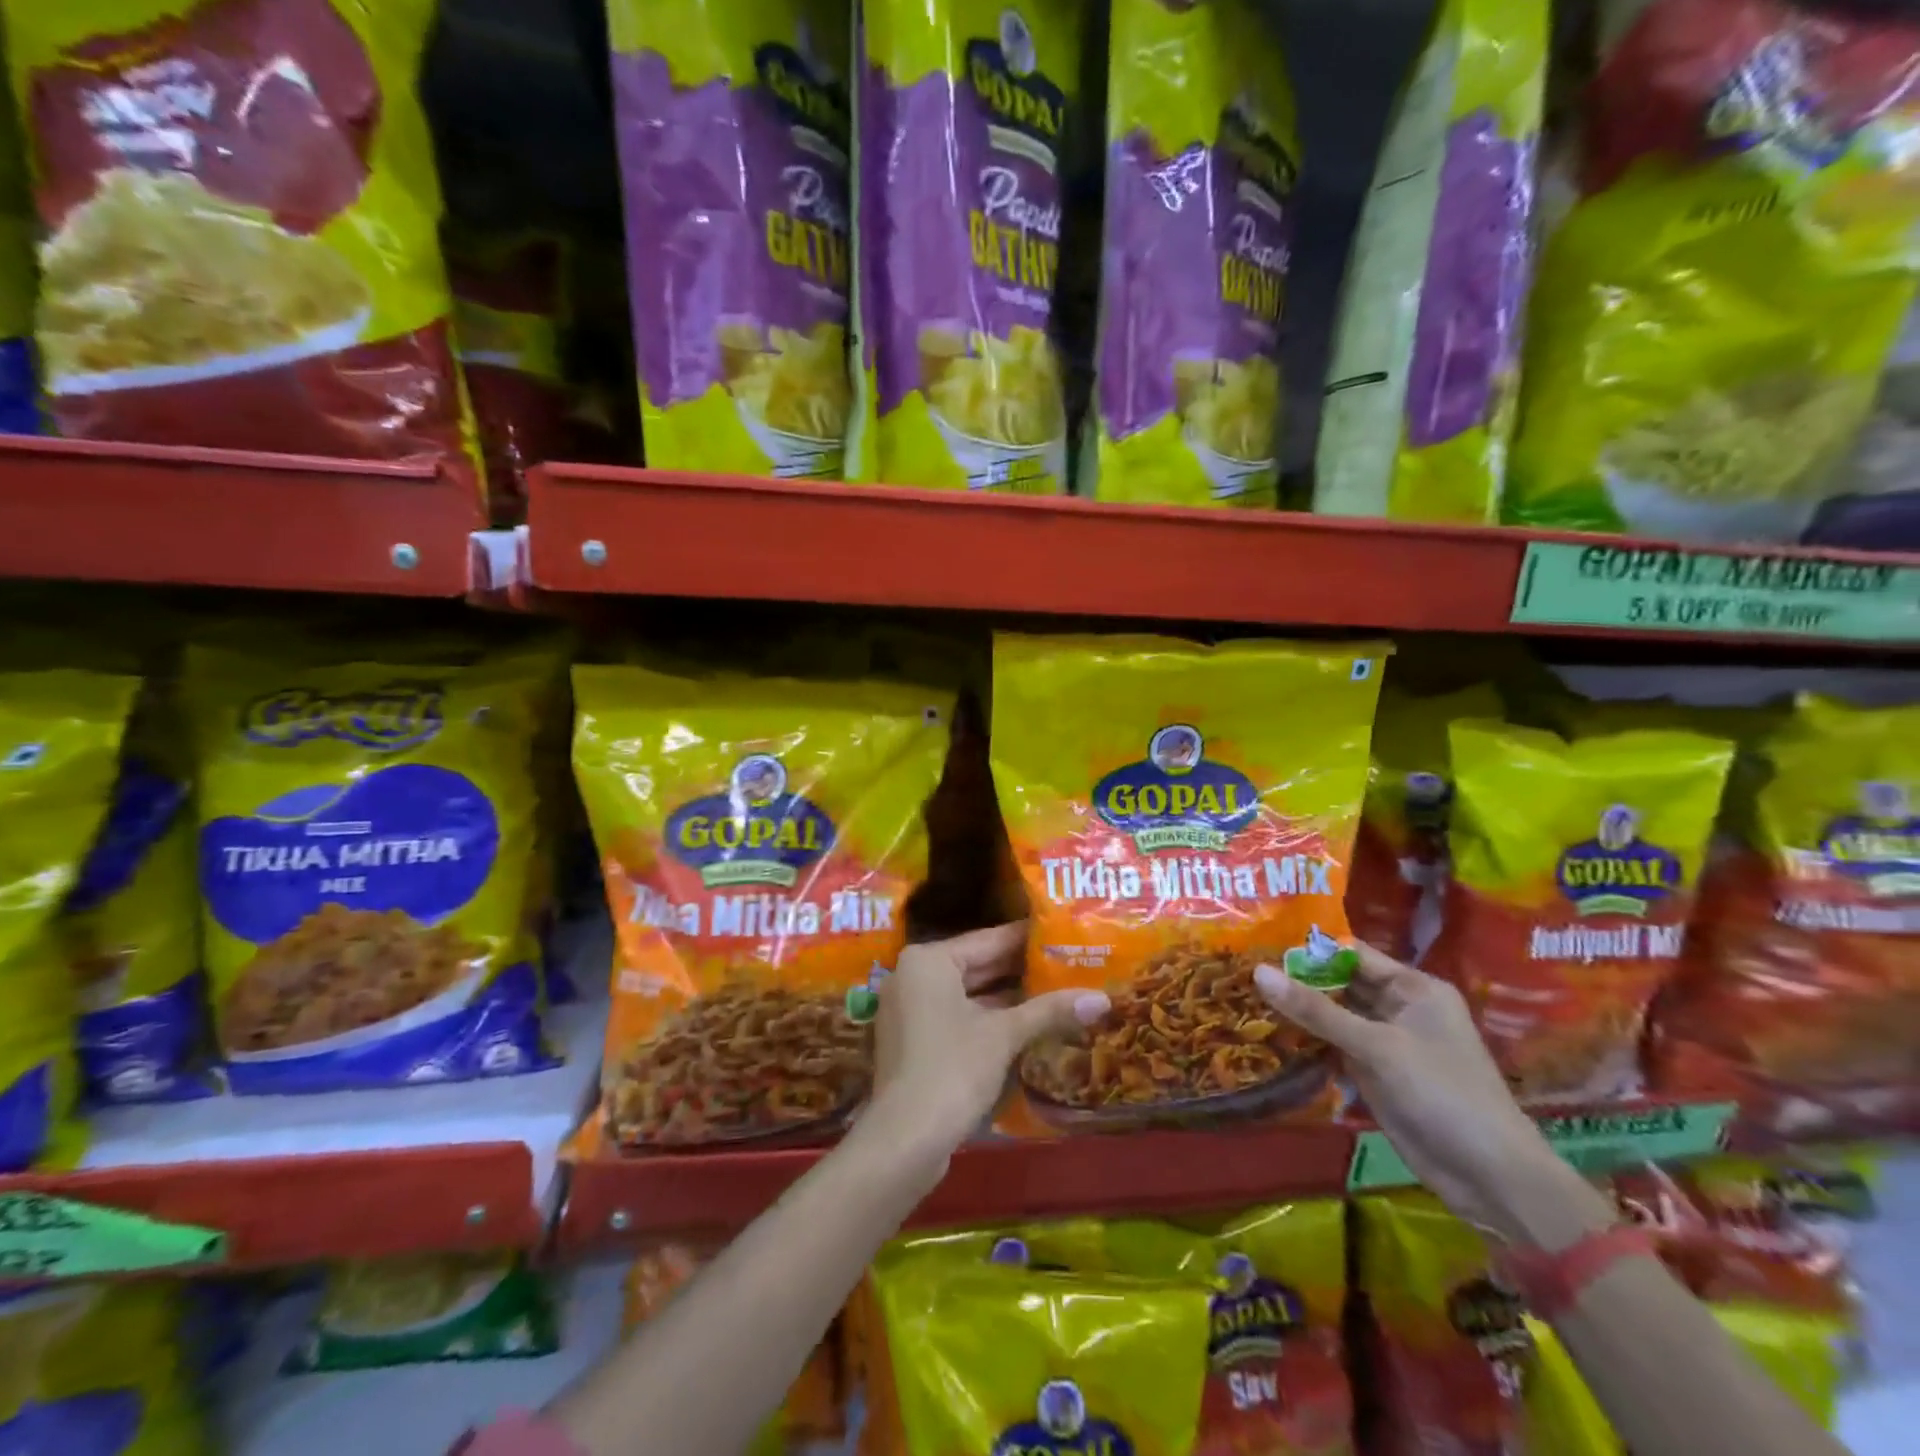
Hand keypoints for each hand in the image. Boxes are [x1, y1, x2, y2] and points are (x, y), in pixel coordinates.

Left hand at [867, 922, 1108, 1169]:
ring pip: (969, 993)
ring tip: (1059, 990)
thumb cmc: (952, 1070)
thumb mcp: (1004, 1035)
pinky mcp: (915, 1041)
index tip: (1064, 934)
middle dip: (1022, 970)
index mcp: (928, 960)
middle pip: (977, 965)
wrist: (903, 1141)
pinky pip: (958, 1016)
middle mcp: (913, 975)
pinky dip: (989, 1019)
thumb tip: (1102, 998)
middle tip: (1069, 962)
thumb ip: (1050, 1011)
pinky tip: (1029, 1024)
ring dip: (1009, 998)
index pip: (988, 939)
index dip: (1028, 939)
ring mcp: (910, 1010)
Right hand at [1255, 946, 1604, 1246]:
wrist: (1490, 1177)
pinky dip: (1308, 1042)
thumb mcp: (1376, 1046)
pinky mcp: (1375, 1073)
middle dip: (1297, 980)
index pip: (1353, 954)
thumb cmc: (1442, 1093)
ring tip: (1244, 997)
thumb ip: (1316, 1010)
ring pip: (1334, 1016)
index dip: (1309, 949)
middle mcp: (1400, 1008)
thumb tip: (1258, 972)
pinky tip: (1268, 1034)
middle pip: (1340, 984)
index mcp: (1414, 988)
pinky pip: (1334, 1046)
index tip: (1260, 943)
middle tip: (1242, 970)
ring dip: (1299, 1012)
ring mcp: (1387, 1042)